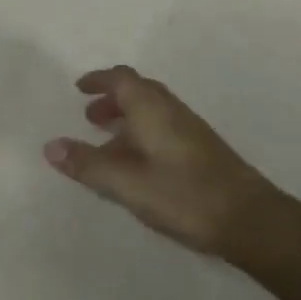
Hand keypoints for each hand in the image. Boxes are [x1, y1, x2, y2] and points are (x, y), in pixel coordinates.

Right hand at [43, 65, 300, 258]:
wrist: (250, 220)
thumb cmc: (184, 195)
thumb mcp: (127, 184)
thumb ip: (88, 165)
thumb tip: (50, 145)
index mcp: (153, 109)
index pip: (122, 79)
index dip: (99, 80)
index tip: (79, 88)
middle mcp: (172, 111)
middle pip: (139, 91)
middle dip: (111, 99)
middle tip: (88, 117)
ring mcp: (191, 131)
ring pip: (152, 112)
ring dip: (127, 118)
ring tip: (106, 143)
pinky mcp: (202, 151)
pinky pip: (163, 129)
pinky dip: (142, 134)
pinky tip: (137, 165)